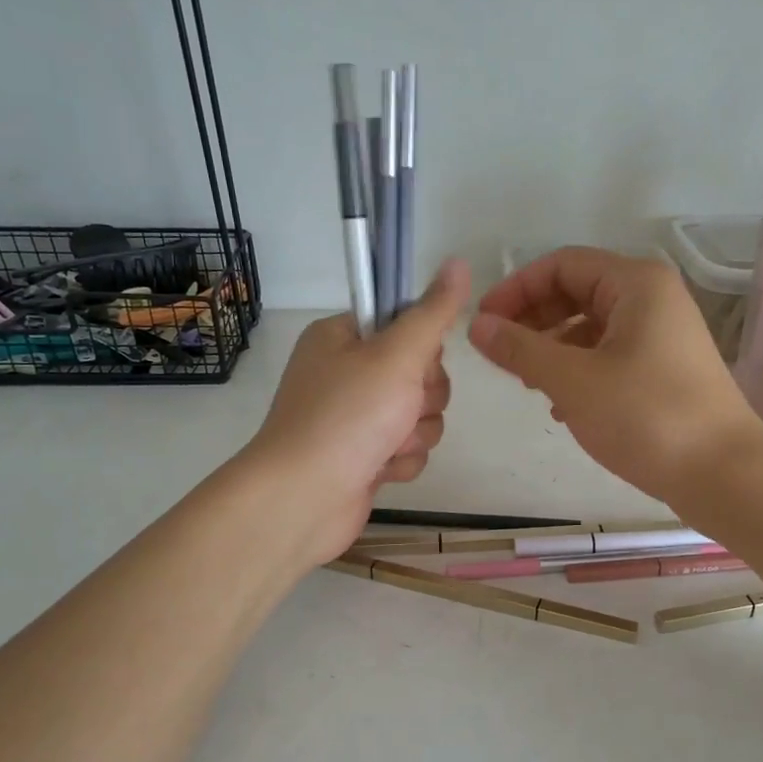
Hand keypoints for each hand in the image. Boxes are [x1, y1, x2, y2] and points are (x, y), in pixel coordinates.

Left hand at [243, 260, 469, 566]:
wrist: (303, 499)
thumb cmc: (347, 417)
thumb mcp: (396, 355)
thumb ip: (432, 313)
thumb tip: (458, 262)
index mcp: (342, 337)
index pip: (404, 322)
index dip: (420, 346)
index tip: (414, 363)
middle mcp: (346, 372)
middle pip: (420, 372)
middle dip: (422, 397)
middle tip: (400, 407)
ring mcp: (354, 417)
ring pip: (419, 414)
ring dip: (414, 432)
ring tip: (387, 445)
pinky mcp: (364, 456)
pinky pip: (406, 447)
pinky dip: (401, 459)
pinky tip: (381, 469)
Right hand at [467, 247, 762, 504]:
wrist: (723, 474)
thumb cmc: (647, 417)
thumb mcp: (573, 381)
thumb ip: (521, 349)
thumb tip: (477, 325)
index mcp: (635, 283)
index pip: (561, 265)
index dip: (516, 289)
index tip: (483, 325)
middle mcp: (652, 299)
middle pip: (576, 292)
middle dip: (533, 319)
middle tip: (500, 355)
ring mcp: (662, 335)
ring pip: (591, 327)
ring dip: (552, 348)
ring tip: (527, 382)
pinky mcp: (664, 369)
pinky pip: (609, 354)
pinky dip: (579, 370)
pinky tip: (560, 405)